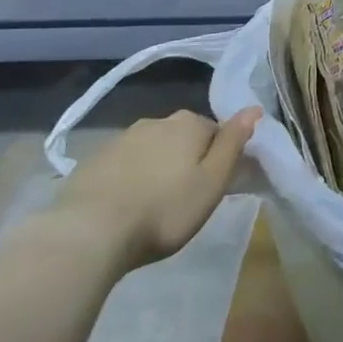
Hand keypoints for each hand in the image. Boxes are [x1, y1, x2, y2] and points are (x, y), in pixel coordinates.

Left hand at [55, 107, 261, 268]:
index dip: (218, 158)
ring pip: (151, 149)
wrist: (88, 233)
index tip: (213, 186)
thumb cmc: (164, 210)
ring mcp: (120, 139)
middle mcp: (156, 121)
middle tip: (184, 198)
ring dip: (156, 168)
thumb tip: (254, 108)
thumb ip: (234, 143)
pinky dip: (129, 178)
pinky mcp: (92, 161)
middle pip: (182, 138)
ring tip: (152, 204)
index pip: (216, 132)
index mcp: (189, 124)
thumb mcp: (212, 182)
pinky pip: (123, 164)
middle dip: (186, 160)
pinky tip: (124, 205)